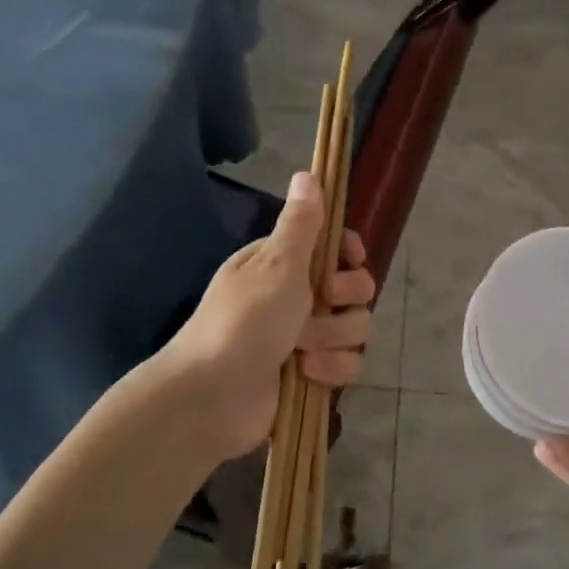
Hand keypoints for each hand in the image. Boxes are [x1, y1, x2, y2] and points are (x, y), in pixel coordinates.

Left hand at [165, 171, 374, 460]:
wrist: (214, 396)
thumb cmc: (244, 320)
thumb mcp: (277, 264)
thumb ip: (302, 223)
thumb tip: (307, 173)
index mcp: (283, 264)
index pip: (334, 247)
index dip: (349, 254)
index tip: (351, 259)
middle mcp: (296, 297)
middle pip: (354, 289)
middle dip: (343, 299)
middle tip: (318, 303)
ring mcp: (305, 338)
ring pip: (355, 328)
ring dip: (333, 339)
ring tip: (301, 351)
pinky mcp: (312, 374)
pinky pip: (347, 364)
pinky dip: (332, 370)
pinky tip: (308, 374)